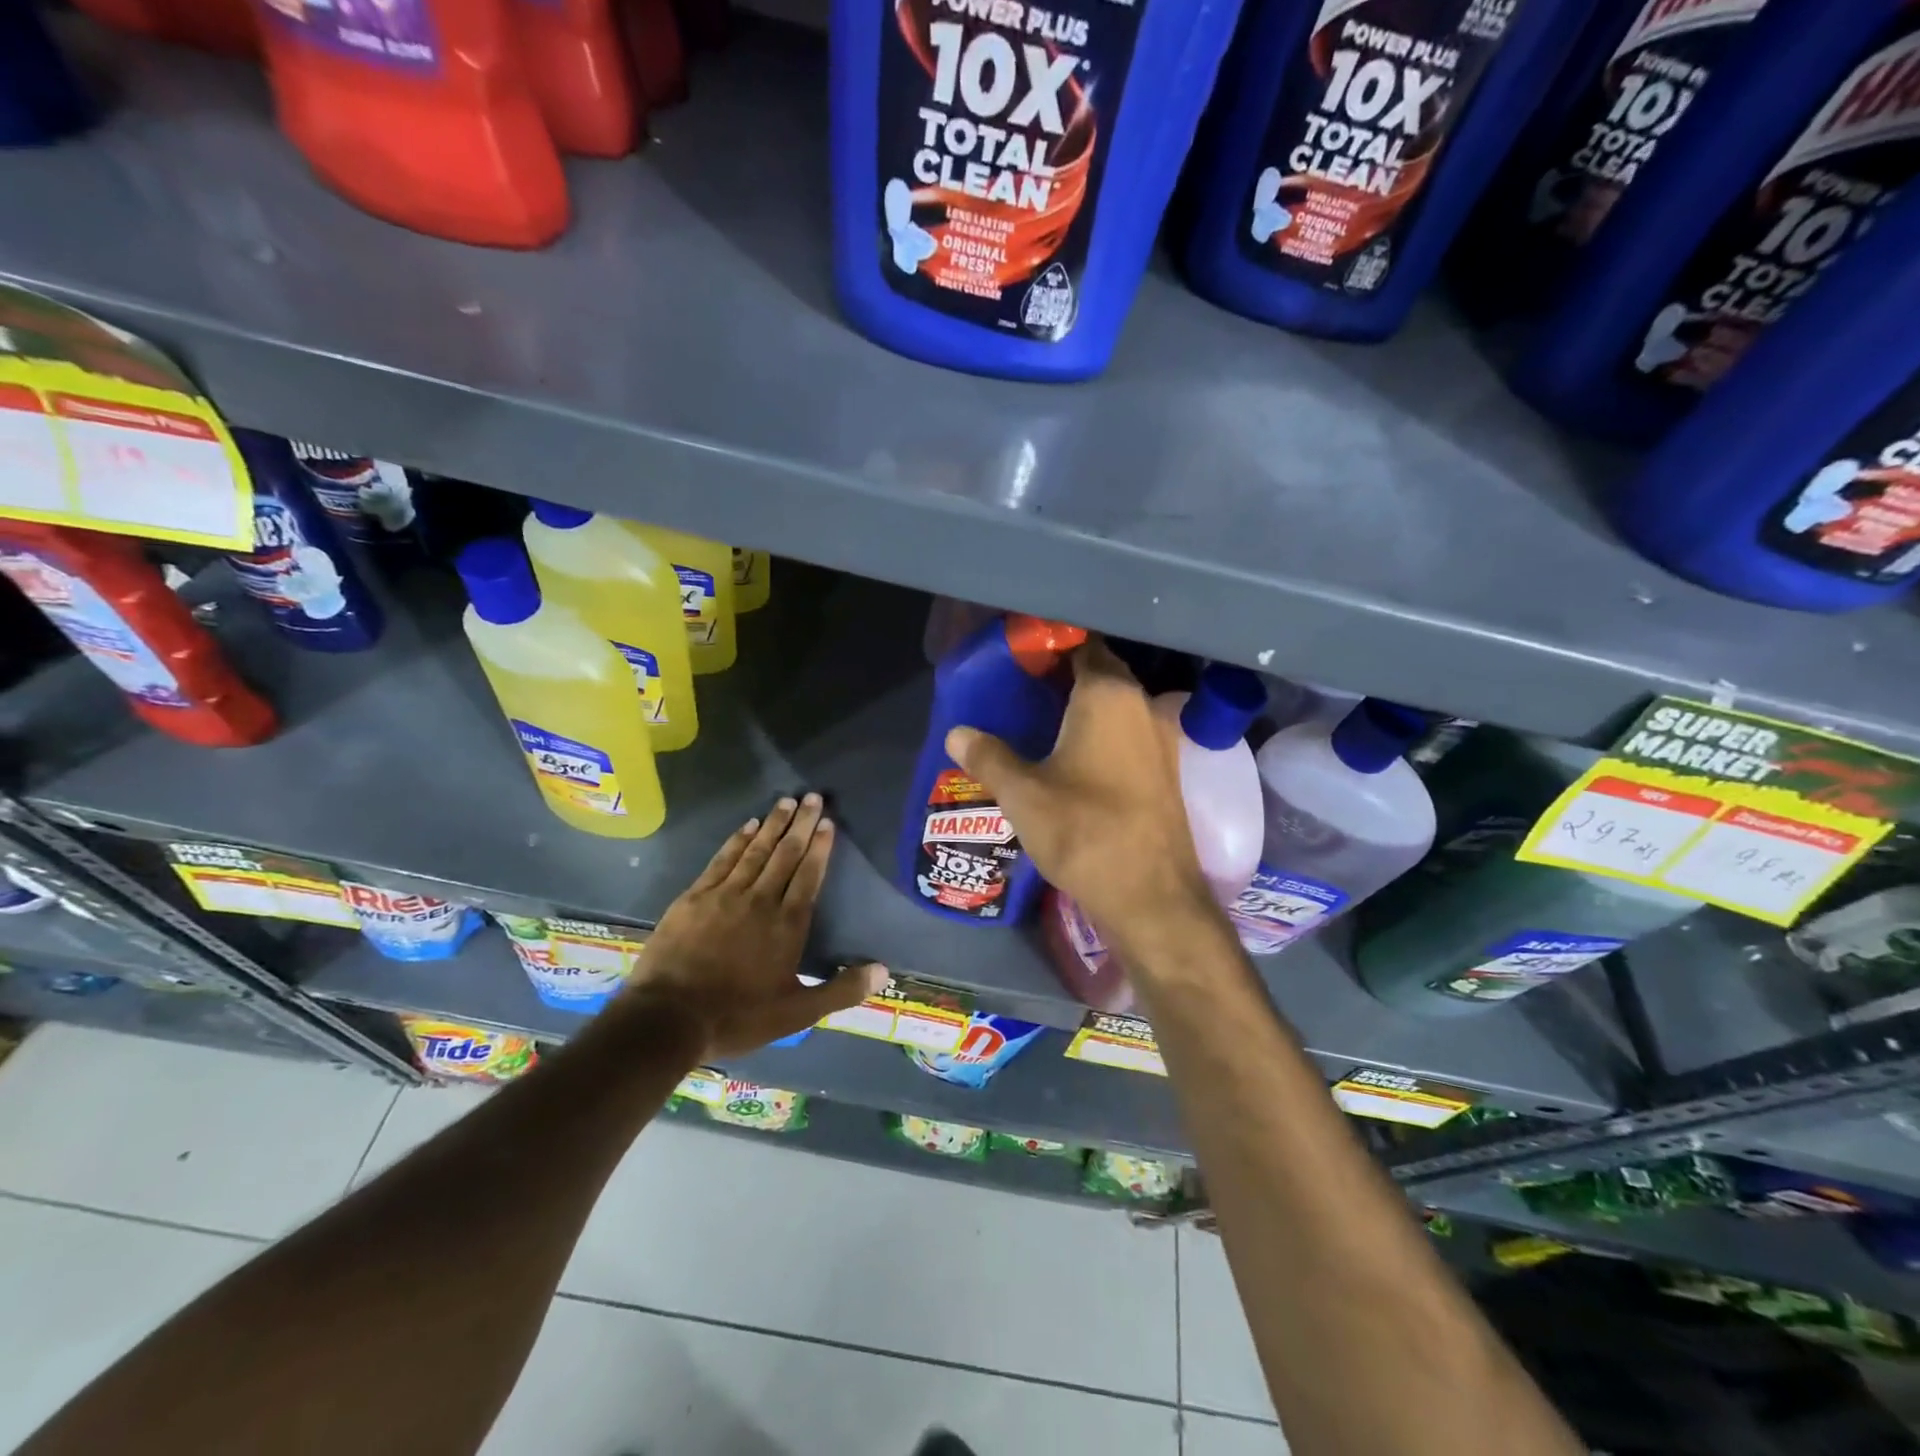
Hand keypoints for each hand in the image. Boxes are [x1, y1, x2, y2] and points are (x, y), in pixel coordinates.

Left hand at [619, 793, 885, 1057]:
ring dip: (772, 824)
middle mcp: (760, 900)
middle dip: (801, 824)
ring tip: (786, 801)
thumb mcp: (797, 1013)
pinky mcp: (695, 897)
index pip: (808, 876)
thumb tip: (884, 970)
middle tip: (813, 797)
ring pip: (755, 851)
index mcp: (787, 925)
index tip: (827, 823)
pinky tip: (747, 826)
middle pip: (785, 855)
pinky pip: (722, 860)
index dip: (819, 848)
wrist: (669, 1018)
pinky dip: (737, 840)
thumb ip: (841, 990)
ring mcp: (725, 895)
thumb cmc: (737, 1017)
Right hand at [944, 637, 1214, 952]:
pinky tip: (1075, 755)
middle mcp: (1142, 705)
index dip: (1051, 645)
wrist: (1151, 896)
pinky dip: (1103, 732)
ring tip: (1042, 718)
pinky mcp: (1166, 770)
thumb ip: (989, 757)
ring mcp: (1161, 738)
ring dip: (1085, 706)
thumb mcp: (1023, 794)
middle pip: (1101, 673)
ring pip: (1118, 705)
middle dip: (1065, 674)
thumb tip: (956, 734)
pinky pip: (1129, 733)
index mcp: (1108, 695)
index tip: (1020, 654)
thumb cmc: (1084, 831)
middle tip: (1023, 685)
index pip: (1081, 645)